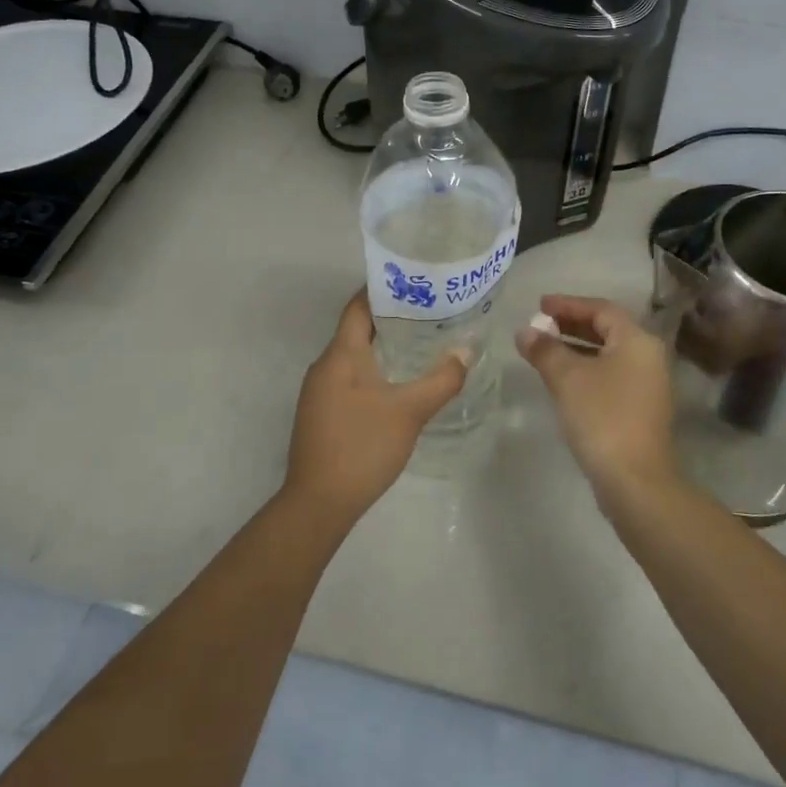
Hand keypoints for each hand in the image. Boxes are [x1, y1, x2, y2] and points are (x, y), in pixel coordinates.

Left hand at [284, 291, 469, 522]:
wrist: (318, 503)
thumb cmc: (362, 447)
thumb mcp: (409, 412)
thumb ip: (441, 380)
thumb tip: (466, 351)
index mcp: (341, 355)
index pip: (359, 306)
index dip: (385, 290)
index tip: (416, 283)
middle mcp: (325, 366)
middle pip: (358, 329)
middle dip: (393, 319)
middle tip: (431, 312)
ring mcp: (320, 391)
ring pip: (354, 356)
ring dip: (385, 346)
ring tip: (423, 343)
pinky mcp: (322, 413)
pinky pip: (350, 378)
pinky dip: (375, 370)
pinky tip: (400, 382)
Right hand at [516, 295, 676, 500]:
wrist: (634, 480)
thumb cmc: (602, 417)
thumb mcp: (567, 378)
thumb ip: (545, 349)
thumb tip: (525, 331)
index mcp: (637, 341)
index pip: (601, 309)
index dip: (568, 304)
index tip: (538, 305)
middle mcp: (648, 357)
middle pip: (607, 330)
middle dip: (571, 325)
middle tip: (539, 325)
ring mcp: (647, 385)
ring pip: (607, 354)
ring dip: (575, 348)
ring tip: (543, 349)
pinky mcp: (639, 409)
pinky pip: (609, 375)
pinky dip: (585, 369)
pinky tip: (561, 379)